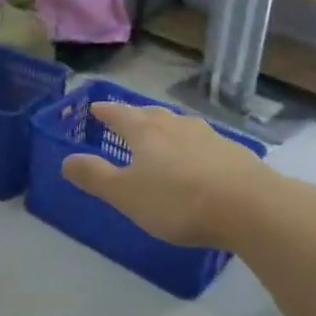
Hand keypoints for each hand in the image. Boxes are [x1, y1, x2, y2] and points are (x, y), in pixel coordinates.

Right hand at [61, 102, 298, 249]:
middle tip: (126, 120)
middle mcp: (175, 125)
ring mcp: (209, 136)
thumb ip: (95, 177)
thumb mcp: (126, 194)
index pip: (119, 113)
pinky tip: (198, 162)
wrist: (250, 207)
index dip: (105, 111)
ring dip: (167, 130)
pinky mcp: (235, 153)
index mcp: (145, 131)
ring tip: (162, 138)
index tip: (95, 108)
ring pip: (180, 126)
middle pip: (150, 115)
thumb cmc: (178, 200)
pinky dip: (193, 148)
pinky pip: (205, 144)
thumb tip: (65, 160)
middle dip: (136, 117)